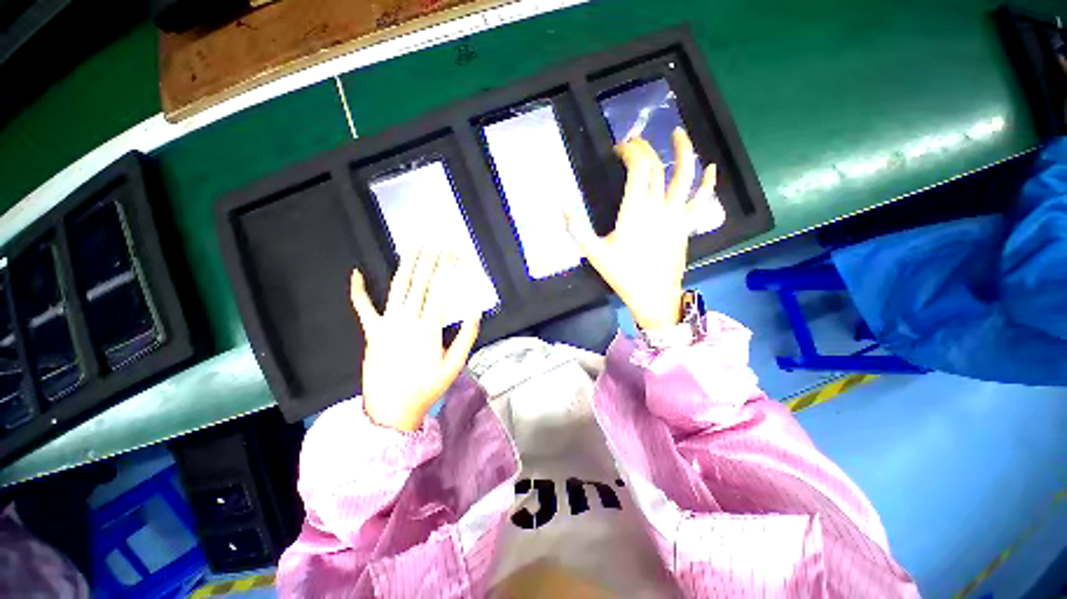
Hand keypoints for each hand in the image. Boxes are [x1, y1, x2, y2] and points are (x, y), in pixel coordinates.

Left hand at [349, 249, 480, 431]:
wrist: (391, 409)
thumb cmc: (427, 387)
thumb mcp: (455, 365)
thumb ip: (466, 336)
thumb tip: (476, 310)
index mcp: (429, 328)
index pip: (441, 290)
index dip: (448, 269)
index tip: (454, 253)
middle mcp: (407, 320)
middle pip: (421, 283)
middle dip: (431, 260)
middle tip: (437, 242)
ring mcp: (386, 324)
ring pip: (398, 288)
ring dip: (406, 265)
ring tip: (413, 247)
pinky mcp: (371, 332)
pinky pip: (362, 307)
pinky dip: (358, 290)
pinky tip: (357, 273)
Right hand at [565, 129, 720, 329]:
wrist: (654, 296)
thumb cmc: (623, 274)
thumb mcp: (594, 253)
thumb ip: (577, 228)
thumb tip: (563, 204)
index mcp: (635, 210)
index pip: (638, 168)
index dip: (630, 152)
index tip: (619, 150)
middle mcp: (659, 206)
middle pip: (656, 167)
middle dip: (644, 149)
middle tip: (633, 143)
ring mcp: (677, 214)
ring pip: (685, 176)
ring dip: (684, 151)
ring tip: (678, 133)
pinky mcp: (687, 225)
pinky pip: (701, 200)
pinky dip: (708, 182)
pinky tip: (711, 168)